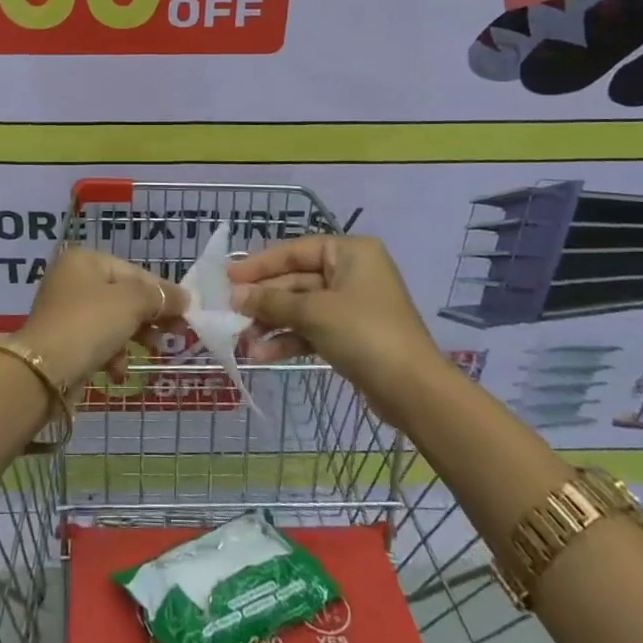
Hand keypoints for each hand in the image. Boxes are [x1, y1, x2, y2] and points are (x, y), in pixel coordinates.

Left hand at [18, 248, 187, 393]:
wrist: (43, 370)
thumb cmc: (89, 324)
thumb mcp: (131, 303)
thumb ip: (160, 297)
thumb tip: (184, 297)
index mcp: (85, 260)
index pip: (134, 272)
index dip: (162, 291)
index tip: (186, 312)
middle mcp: (72, 279)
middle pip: (123, 295)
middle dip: (150, 316)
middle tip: (174, 334)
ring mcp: (65, 310)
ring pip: (112, 320)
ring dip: (134, 337)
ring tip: (152, 352)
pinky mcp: (62, 340)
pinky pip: (96, 341)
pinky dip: (111, 354)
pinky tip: (118, 370)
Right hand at [225, 235, 445, 421]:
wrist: (414, 391)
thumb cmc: (365, 333)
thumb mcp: (314, 312)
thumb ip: (272, 301)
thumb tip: (235, 295)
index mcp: (350, 252)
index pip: (295, 251)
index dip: (259, 264)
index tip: (228, 276)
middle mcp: (352, 272)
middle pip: (296, 280)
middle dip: (263, 300)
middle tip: (229, 312)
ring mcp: (351, 306)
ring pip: (301, 307)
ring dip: (271, 323)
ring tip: (240, 340)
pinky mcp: (350, 336)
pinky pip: (311, 329)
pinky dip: (289, 339)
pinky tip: (262, 355)